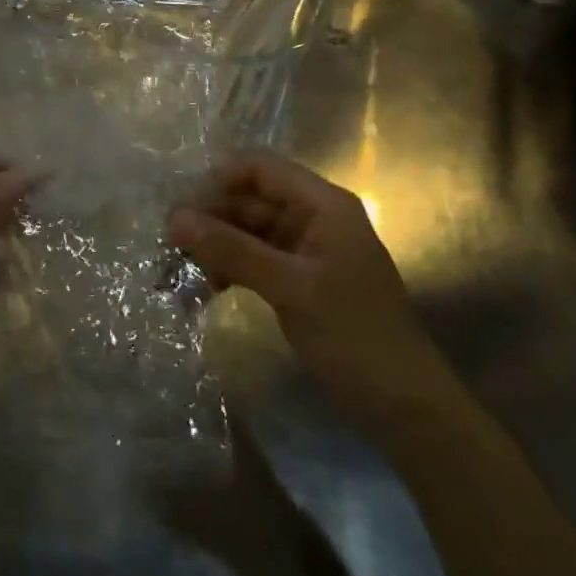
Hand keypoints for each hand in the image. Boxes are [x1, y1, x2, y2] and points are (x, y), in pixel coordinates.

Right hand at [170, 152, 445, 415]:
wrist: (406, 408)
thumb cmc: (355, 336)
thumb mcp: (290, 288)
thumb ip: (232, 250)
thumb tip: (174, 218)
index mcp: (323, 204)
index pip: (261, 168)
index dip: (219, 179)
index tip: (179, 205)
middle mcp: (314, 217)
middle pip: (252, 199)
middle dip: (211, 216)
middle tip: (169, 242)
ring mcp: (308, 250)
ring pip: (250, 230)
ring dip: (217, 244)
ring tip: (180, 267)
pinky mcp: (300, 280)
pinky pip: (257, 259)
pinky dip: (232, 267)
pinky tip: (207, 286)